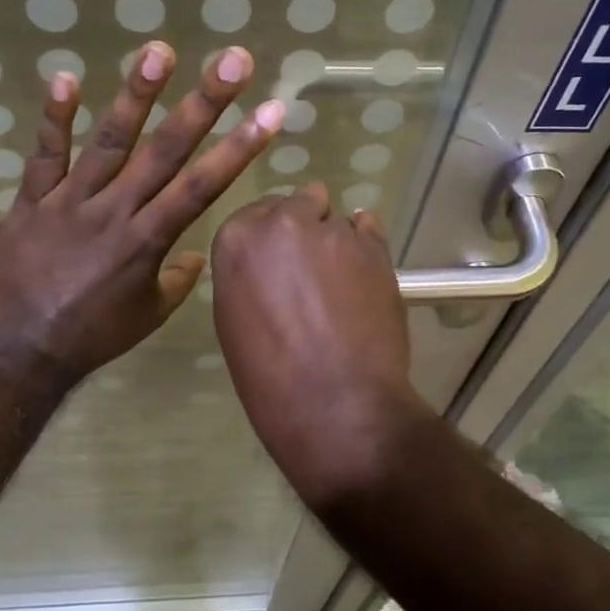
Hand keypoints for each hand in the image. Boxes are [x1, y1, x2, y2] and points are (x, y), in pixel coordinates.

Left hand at [0, 40, 282, 384]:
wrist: (20, 350)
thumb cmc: (93, 336)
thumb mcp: (148, 316)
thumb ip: (177, 280)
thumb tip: (195, 256)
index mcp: (148, 241)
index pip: (202, 185)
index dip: (239, 147)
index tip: (271, 111)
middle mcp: (116, 211)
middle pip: (165, 150)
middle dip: (203, 104)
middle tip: (232, 60)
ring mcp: (70, 201)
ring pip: (108, 141)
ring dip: (135, 95)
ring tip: (159, 51)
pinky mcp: (31, 201)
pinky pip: (44, 155)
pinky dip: (53, 117)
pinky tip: (66, 77)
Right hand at [211, 184, 433, 506]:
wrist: (336, 404)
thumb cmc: (270, 379)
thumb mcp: (234, 322)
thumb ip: (248, 277)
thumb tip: (270, 266)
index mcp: (236, 240)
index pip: (252, 216)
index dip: (267, 240)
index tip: (276, 265)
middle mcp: (282, 222)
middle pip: (294, 206)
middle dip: (300, 230)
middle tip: (308, 274)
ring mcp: (333, 232)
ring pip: (333, 219)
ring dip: (333, 242)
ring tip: (341, 286)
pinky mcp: (376, 247)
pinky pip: (368, 227)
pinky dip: (364, 245)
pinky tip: (363, 277)